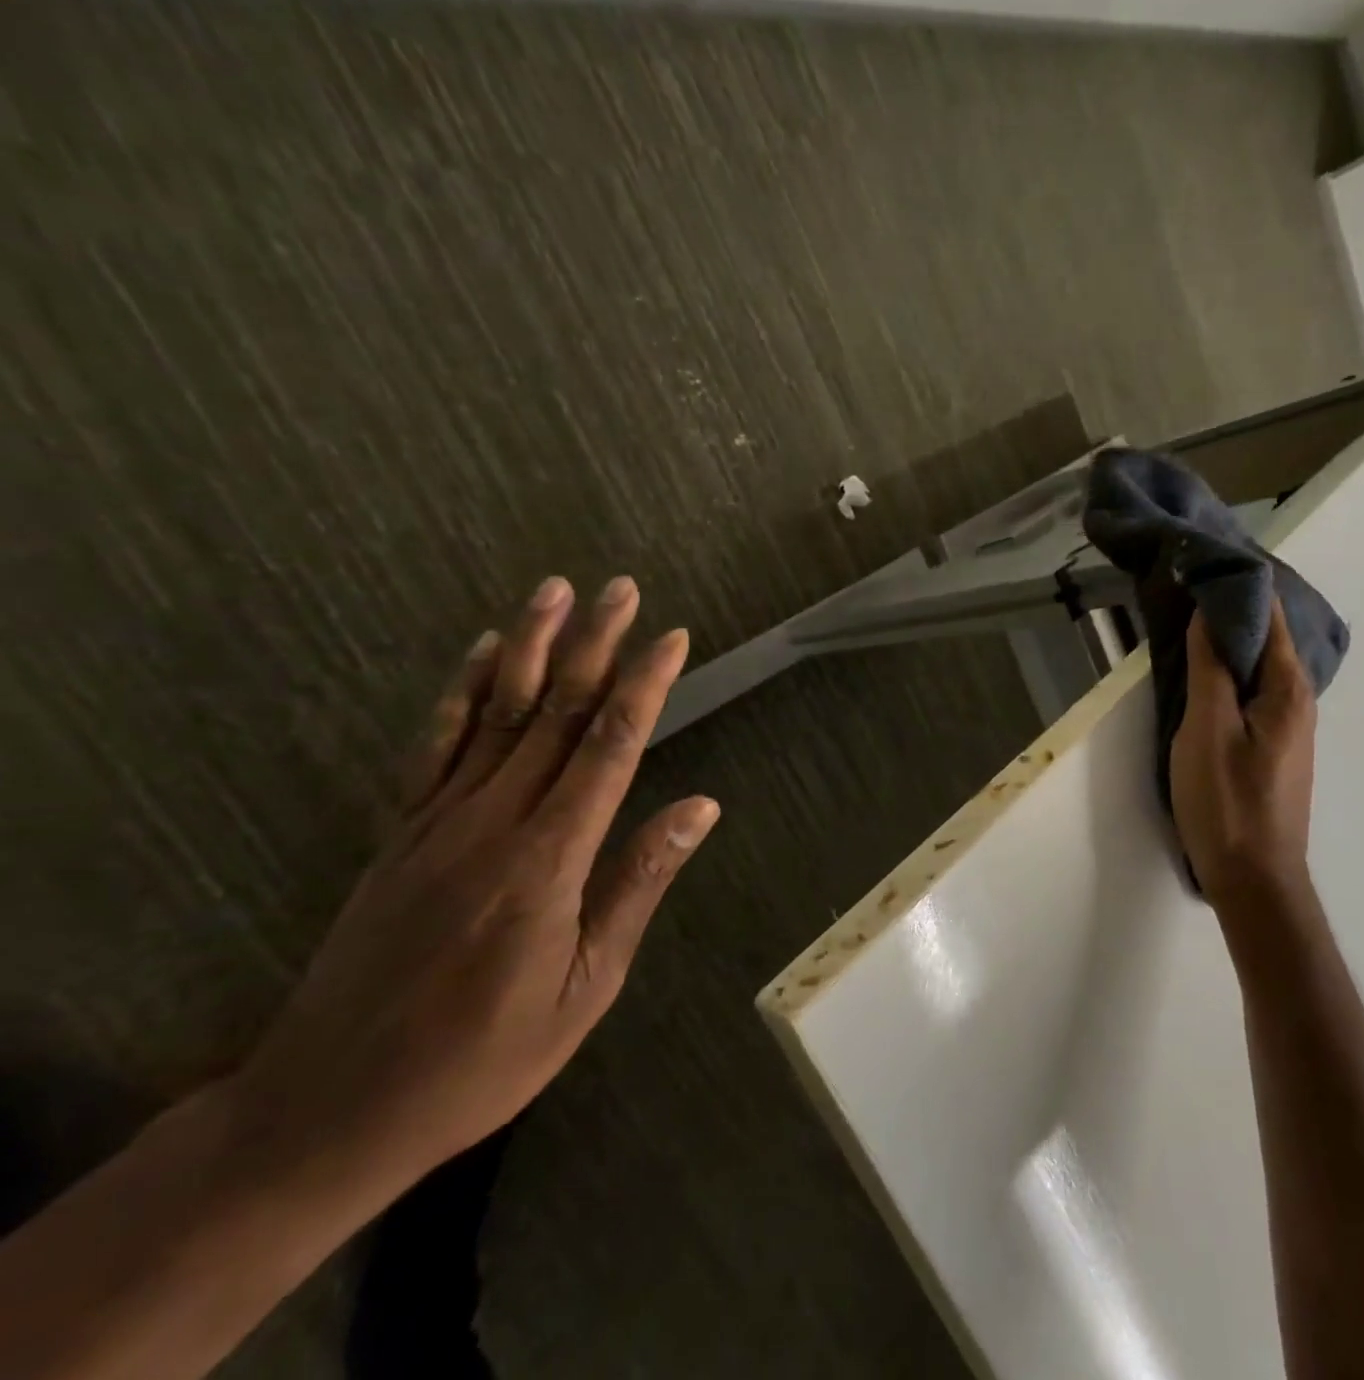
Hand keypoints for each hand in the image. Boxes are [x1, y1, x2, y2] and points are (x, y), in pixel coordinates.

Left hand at [228, 575, 719, 1192]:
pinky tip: (481, 650)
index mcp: (548, 861)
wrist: (327, 1110)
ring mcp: (438, 820)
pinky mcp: (400, 830)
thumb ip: (638, 884)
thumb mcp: (586, 987)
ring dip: (530, 645)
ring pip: (494, 712)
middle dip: (595, 644)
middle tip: (622, 589)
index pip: (609, 748)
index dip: (644, 687)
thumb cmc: (483, 1059)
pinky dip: (461, 689)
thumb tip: (699, 807)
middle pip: (553, 713)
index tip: (672, 639)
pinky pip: (435, 743)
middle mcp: (493, 821)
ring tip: (555, 591)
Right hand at [1169, 601, 1316, 911]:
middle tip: (1186, 584)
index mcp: (1287, 688)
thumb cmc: (1227, 801)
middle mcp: (1298, 699)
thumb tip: (1210, 612)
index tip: (1200, 561)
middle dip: (1230, 607)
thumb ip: (1211, 668)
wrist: (1253, 878)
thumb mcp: (1207, 728)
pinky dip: (1230, 668)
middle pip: (1268, 637)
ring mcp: (1288, 725)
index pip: (1270, 614)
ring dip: (1228, 638)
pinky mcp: (1272, 745)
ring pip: (1259, 664)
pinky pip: (1253, 689)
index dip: (1238, 584)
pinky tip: (1204, 669)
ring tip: (1188, 616)